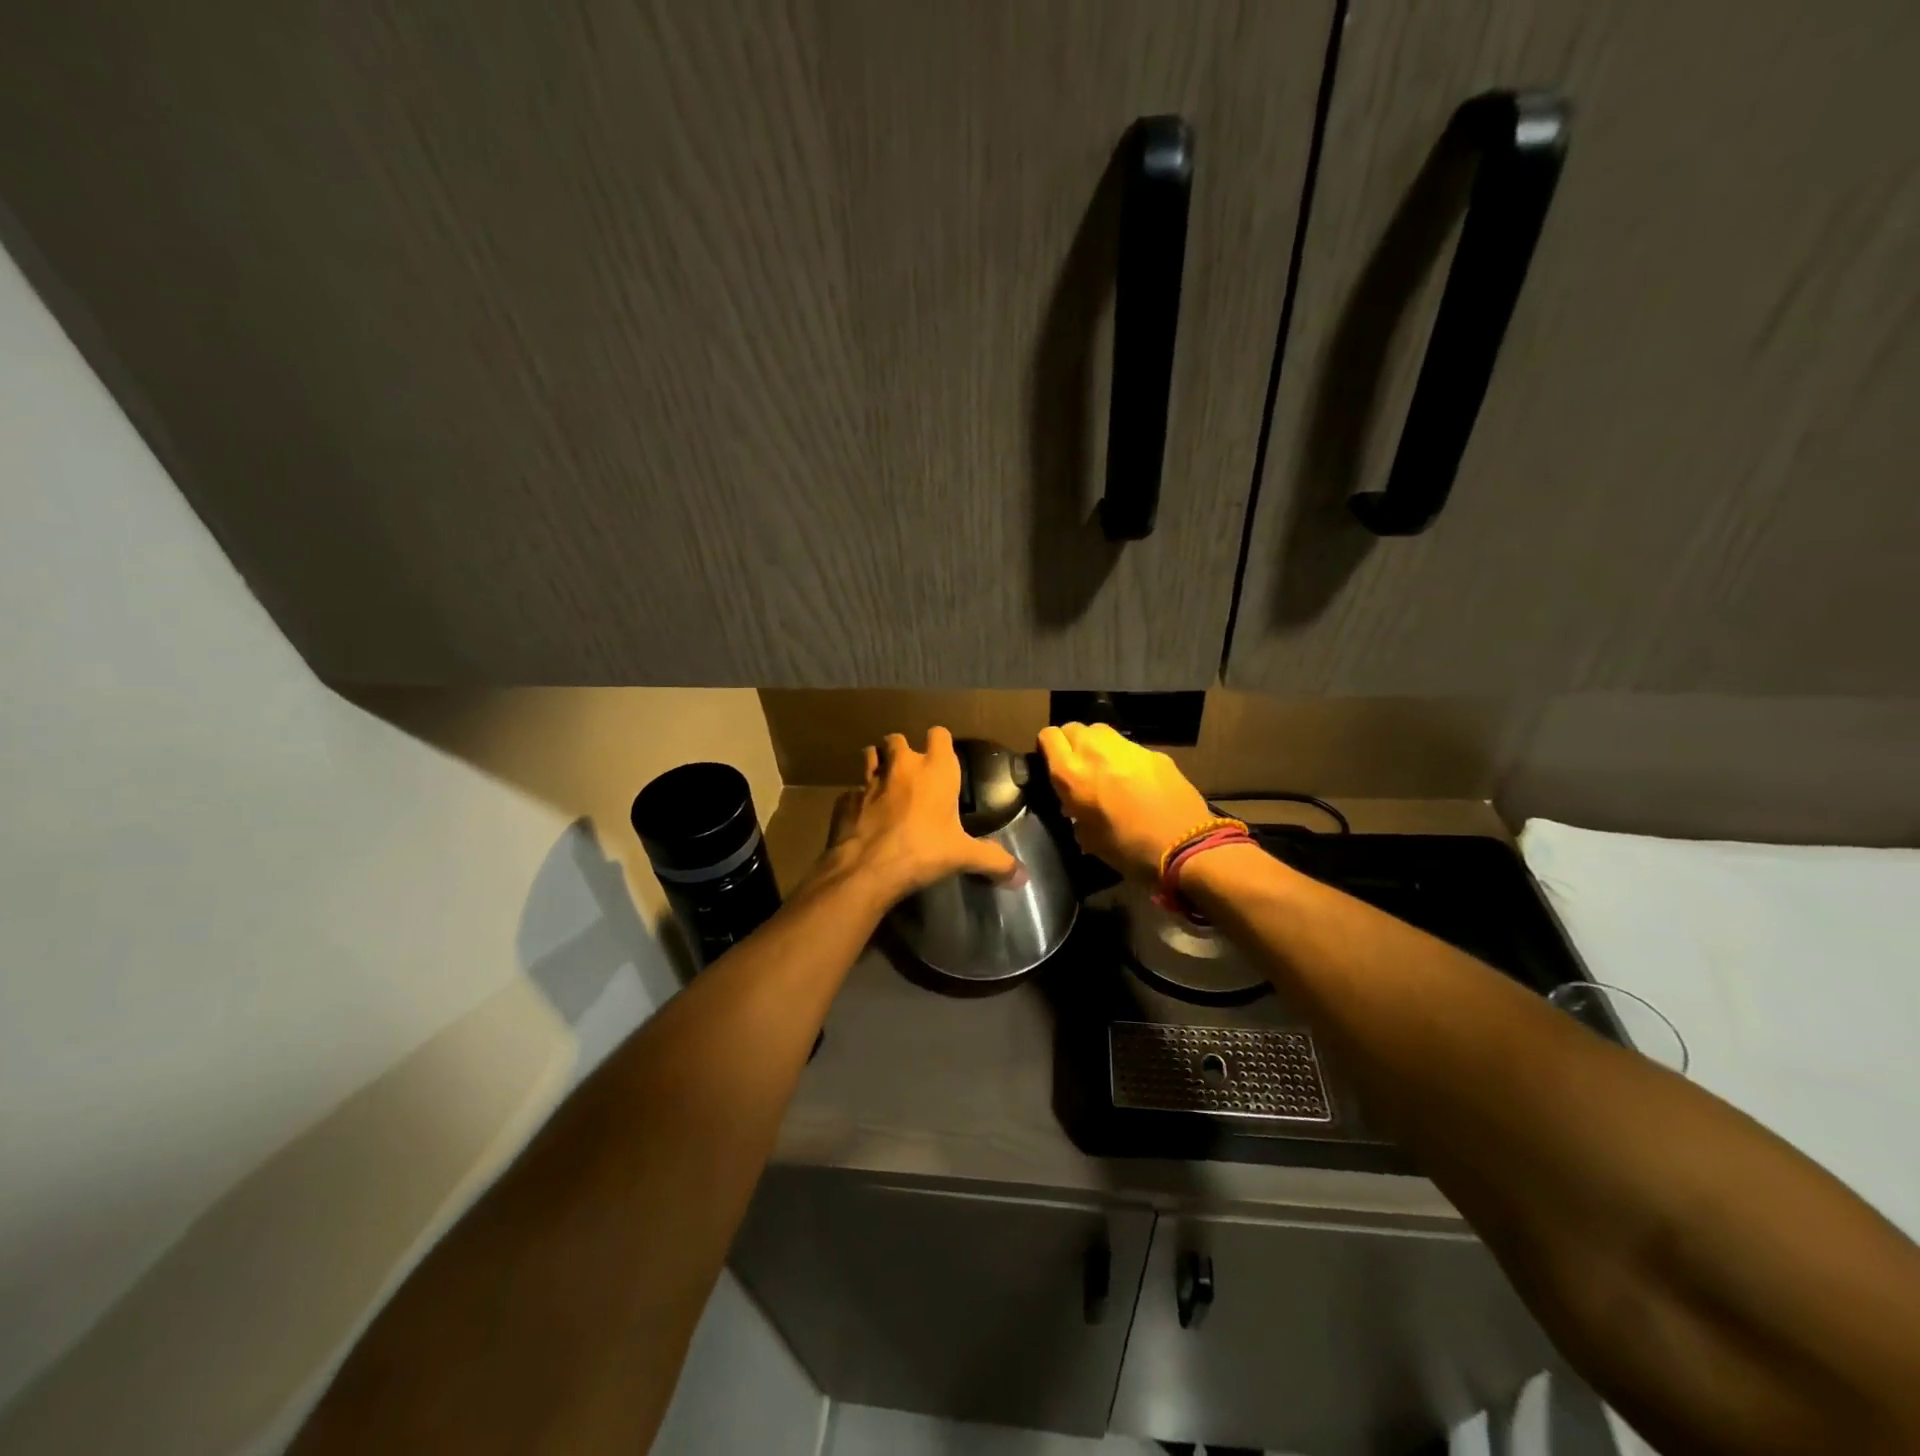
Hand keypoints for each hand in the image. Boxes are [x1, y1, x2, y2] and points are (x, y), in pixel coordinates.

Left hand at [821, 727, 1019, 905]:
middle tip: (911, 774)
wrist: (867, 868)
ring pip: (870, 756)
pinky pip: (852, 791)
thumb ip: (994, 861)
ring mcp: (869, 780)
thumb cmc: (923, 851)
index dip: (940, 743)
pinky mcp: (845, 799)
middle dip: (902, 751)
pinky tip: (863, 816)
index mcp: (935, 770)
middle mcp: (901, 766)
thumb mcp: (963, 856)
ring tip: (884, 785)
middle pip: (897, 739)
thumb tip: (1023, 877)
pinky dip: (857, 799)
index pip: (939, 734)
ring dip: (877, 765)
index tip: (943, 758)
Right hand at [1037, 722, 1211, 881]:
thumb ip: (1075, 813)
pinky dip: (1125, 758)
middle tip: (1079, 767)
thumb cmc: (1127, 849)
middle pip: (1074, 728)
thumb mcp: (1088, 838)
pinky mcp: (1154, 753)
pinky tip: (1135, 780)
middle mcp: (1095, 751)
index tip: (1052, 763)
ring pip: (1101, 732)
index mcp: (1071, 773)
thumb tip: (1076, 808)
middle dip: (1072, 743)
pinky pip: (1129, 747)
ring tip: (1105, 769)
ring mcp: (1128, 748)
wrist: (1183, 846)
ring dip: (1097, 746)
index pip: (1048, 736)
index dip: (1048, 747)